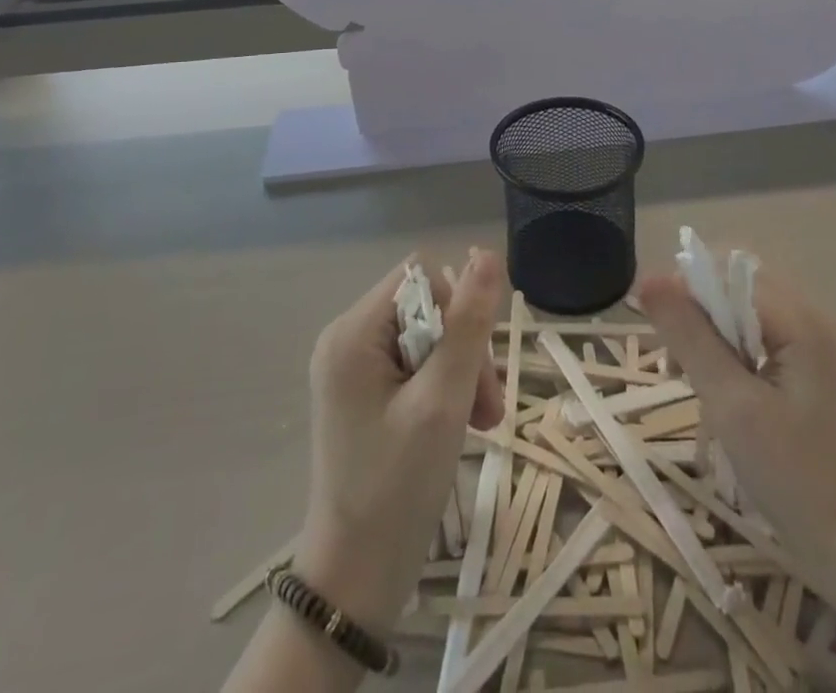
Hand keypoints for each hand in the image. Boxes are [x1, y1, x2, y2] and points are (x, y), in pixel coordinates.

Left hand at [292, 249, 506, 633]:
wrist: (355, 581)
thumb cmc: (397, 488)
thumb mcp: (442, 401)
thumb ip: (468, 325)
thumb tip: (488, 254)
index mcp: (353, 332)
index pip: (422, 278)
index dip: (458, 310)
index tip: (475, 366)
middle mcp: (346, 338)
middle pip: (426, 308)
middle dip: (464, 350)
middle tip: (487, 408)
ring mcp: (352, 367)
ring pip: (427, 337)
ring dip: (461, 372)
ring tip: (482, 422)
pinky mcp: (363, 393)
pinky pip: (414, 365)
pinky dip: (444, 388)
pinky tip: (462, 424)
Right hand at [636, 264, 835, 601]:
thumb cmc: (797, 482)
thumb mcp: (731, 406)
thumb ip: (689, 336)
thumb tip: (648, 279)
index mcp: (805, 320)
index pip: (730, 272)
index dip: (687, 292)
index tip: (661, 340)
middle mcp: (820, 317)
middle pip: (740, 285)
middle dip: (700, 313)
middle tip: (677, 366)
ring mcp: (825, 343)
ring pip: (749, 310)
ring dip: (714, 334)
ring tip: (695, 382)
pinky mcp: (822, 367)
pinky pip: (766, 335)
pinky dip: (737, 352)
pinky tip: (726, 391)